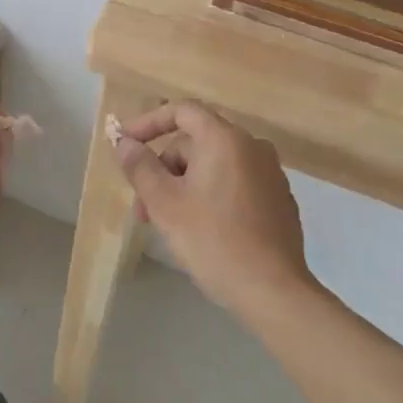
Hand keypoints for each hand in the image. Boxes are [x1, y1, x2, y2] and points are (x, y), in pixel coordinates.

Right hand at [112, 102, 320, 325]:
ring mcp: (270, 174)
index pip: (182, 111)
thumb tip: (124, 143)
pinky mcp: (278, 200)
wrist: (272, 291)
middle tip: (143, 206)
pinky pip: (233, 183)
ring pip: (212, 166)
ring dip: (182, 185)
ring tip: (165, 224)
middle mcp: (252, 148)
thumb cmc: (212, 240)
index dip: (148, 123)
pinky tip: (199, 229)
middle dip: (162, 168)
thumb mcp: (164, 203)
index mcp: (225, 140)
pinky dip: (208, 195)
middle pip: (195, 142)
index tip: (125, 144)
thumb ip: (140, 166)